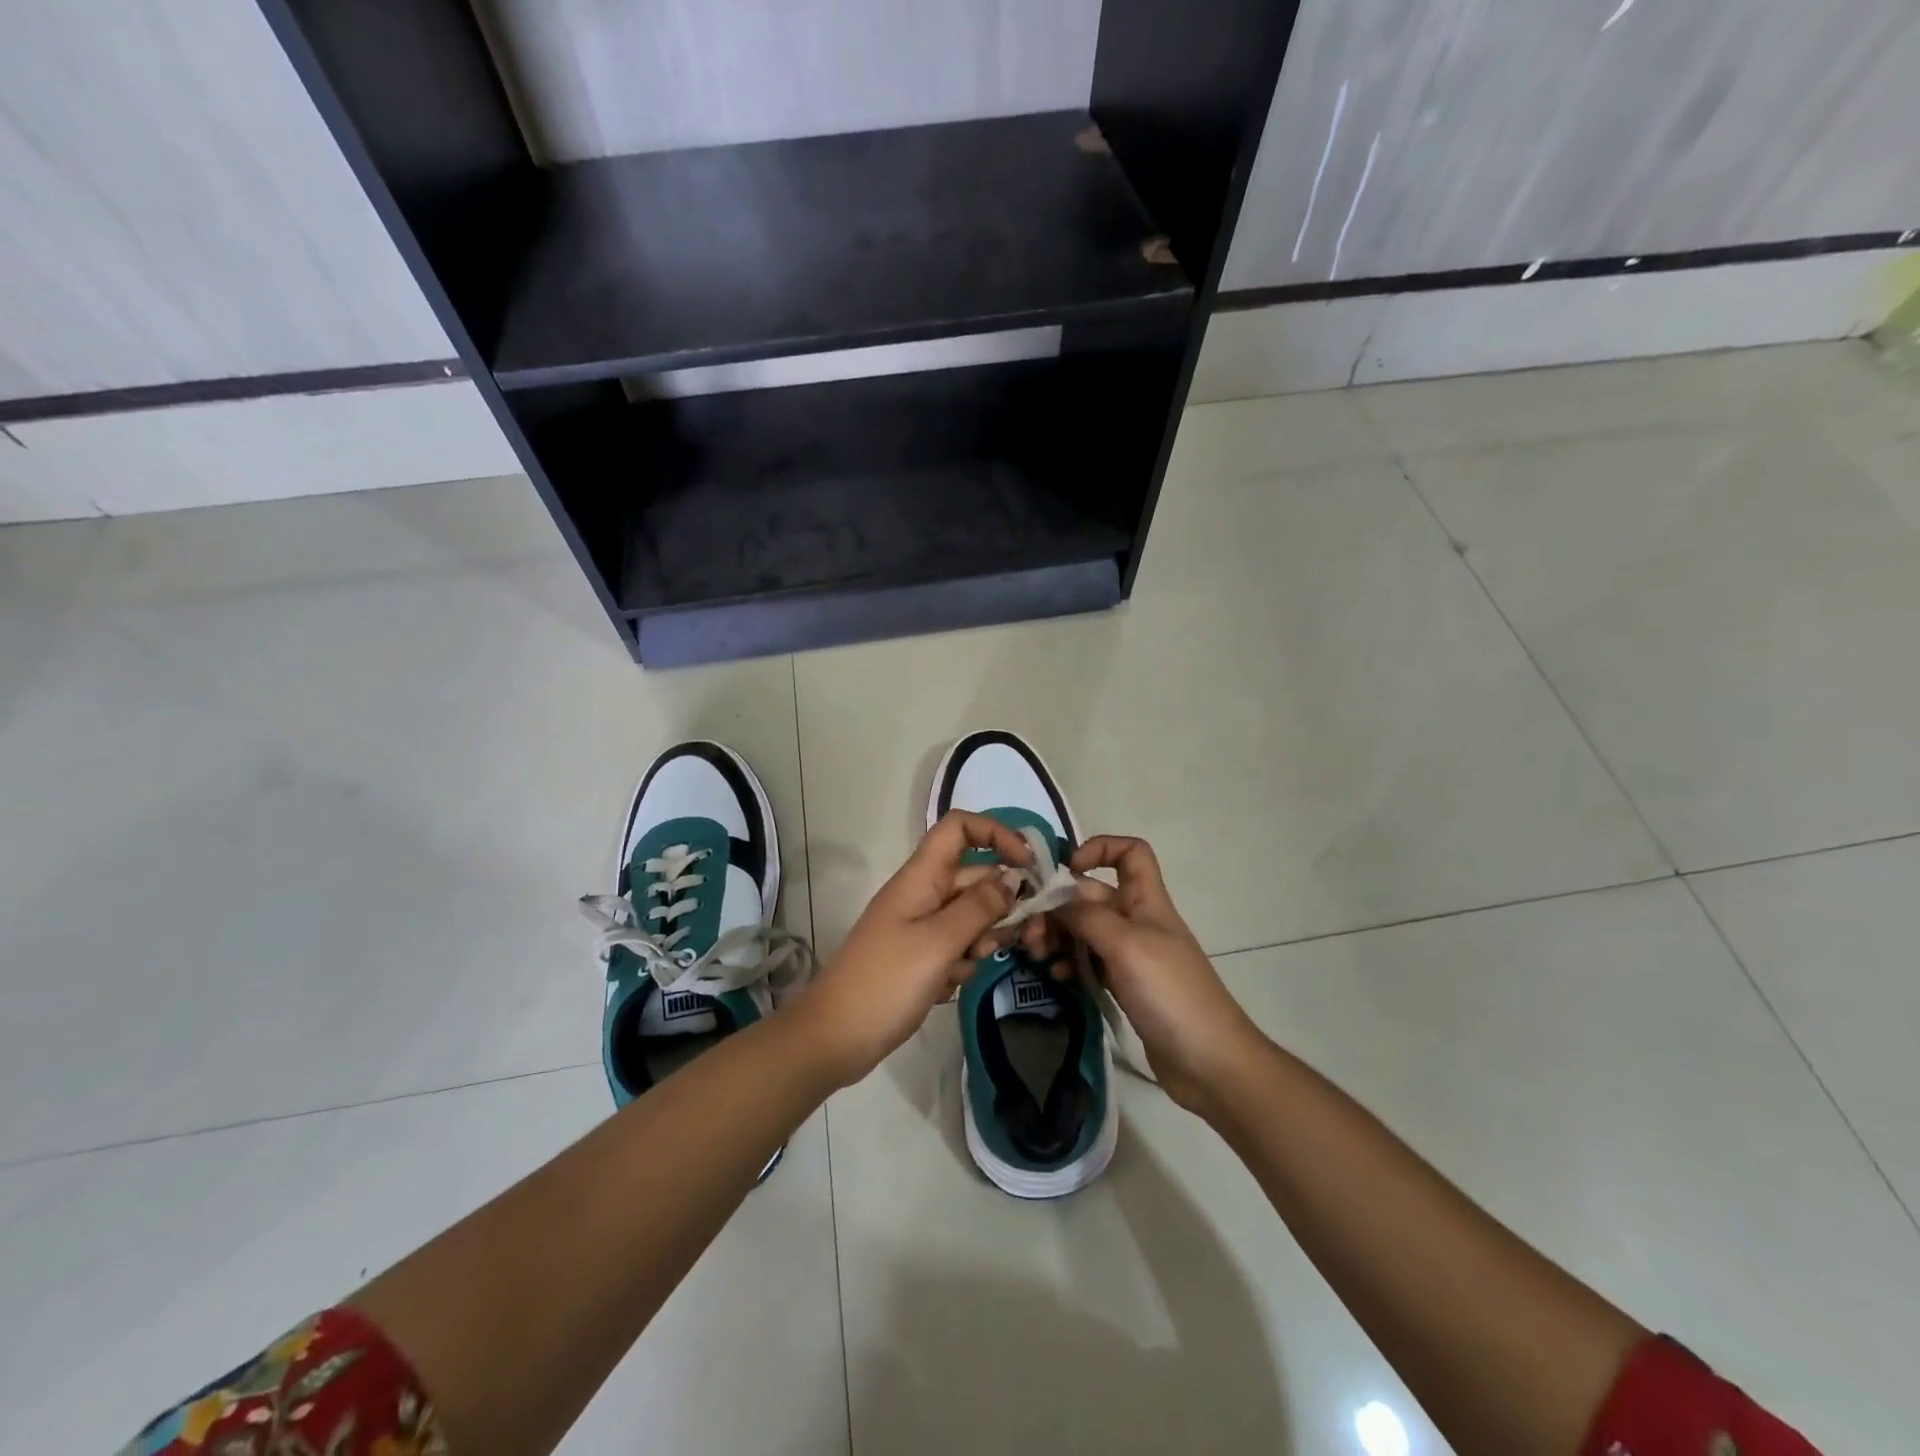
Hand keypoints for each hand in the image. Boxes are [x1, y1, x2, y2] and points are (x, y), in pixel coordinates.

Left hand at [793, 811, 1033, 1087]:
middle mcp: (923, 893)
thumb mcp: (938, 942)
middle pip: (975, 876)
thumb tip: (1012, 878)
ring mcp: (920, 925)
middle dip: (1004, 901)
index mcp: (921, 877)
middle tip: (1028, 936)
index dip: (996, 834)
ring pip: (971, 914)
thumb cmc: (885, 983)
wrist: (835, 1038)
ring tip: (972, 964)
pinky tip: (949, 986)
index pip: (960, 828)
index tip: (1028, 865)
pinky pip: (957, 945)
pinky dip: (963, 962)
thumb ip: (979, 907)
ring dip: (984, 936)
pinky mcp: (921, 956)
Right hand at [1053, 836, 1265, 1114]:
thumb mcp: (1126, 945)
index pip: (1130, 853)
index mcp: (1146, 901)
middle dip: (1059, 905)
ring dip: (1058, 935)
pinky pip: (1089, 962)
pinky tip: (1056, 977)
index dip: (1100, 849)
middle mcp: (1138, 921)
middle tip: (1030, 931)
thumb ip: (1088, 916)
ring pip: (1086, 929)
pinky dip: (1070, 963)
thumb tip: (1058, 897)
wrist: (1210, 1063)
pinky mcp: (1125, 986)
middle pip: (1093, 895)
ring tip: (1037, 954)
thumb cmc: (1171, 993)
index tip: (1068, 868)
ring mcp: (1131, 955)